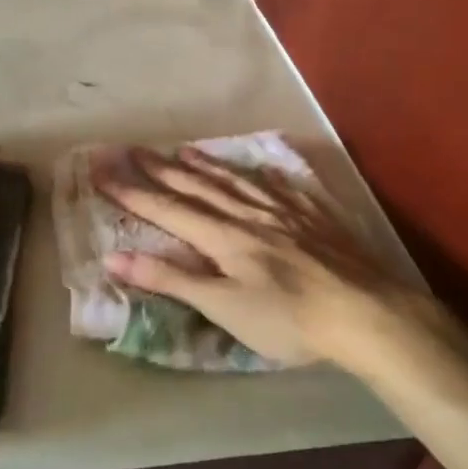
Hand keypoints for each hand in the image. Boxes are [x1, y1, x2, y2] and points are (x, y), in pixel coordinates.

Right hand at [98, 147, 446, 374]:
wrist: (365, 311)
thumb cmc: (288, 319)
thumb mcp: (223, 307)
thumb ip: (171, 279)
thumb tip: (113, 258)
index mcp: (223, 236)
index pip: (167, 209)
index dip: (131, 191)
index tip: (102, 170)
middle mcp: (248, 213)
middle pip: (197, 186)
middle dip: (161, 169)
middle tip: (133, 149)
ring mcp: (284, 210)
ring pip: (235, 180)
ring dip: (204, 165)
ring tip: (183, 149)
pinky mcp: (314, 214)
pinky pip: (278, 183)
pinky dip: (257, 172)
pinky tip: (255, 168)